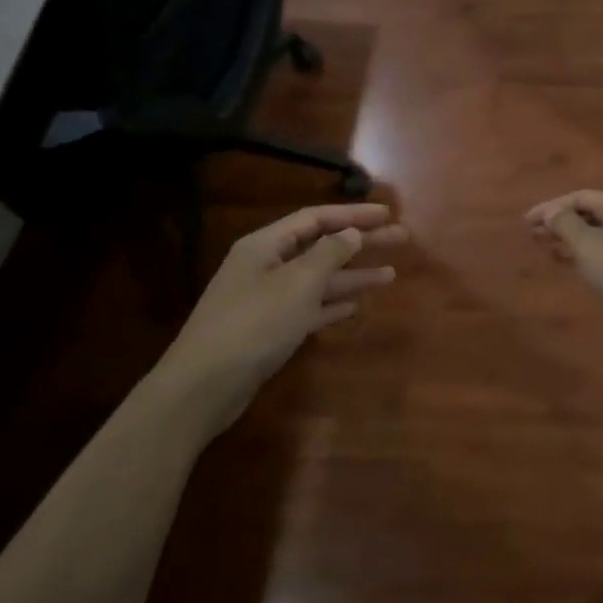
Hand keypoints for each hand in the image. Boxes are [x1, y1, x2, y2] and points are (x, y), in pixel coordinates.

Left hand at [165, 202, 404, 403]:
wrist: (202, 388)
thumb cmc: (253, 324)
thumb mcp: (297, 283)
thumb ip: (329, 254)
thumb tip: (351, 233)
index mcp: (265, 245)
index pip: (316, 219)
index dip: (353, 214)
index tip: (387, 213)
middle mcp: (266, 266)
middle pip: (321, 246)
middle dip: (360, 243)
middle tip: (400, 238)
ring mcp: (266, 299)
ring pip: (318, 279)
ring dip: (352, 276)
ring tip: (391, 275)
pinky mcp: (269, 330)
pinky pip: (308, 308)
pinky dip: (332, 304)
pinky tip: (356, 305)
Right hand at [525, 191, 602, 330]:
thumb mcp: (589, 246)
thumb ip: (566, 225)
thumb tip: (552, 211)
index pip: (578, 197)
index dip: (549, 208)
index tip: (527, 222)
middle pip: (589, 212)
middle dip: (561, 223)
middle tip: (536, 236)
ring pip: (600, 231)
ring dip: (574, 239)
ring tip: (552, 250)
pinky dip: (590, 252)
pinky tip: (581, 265)